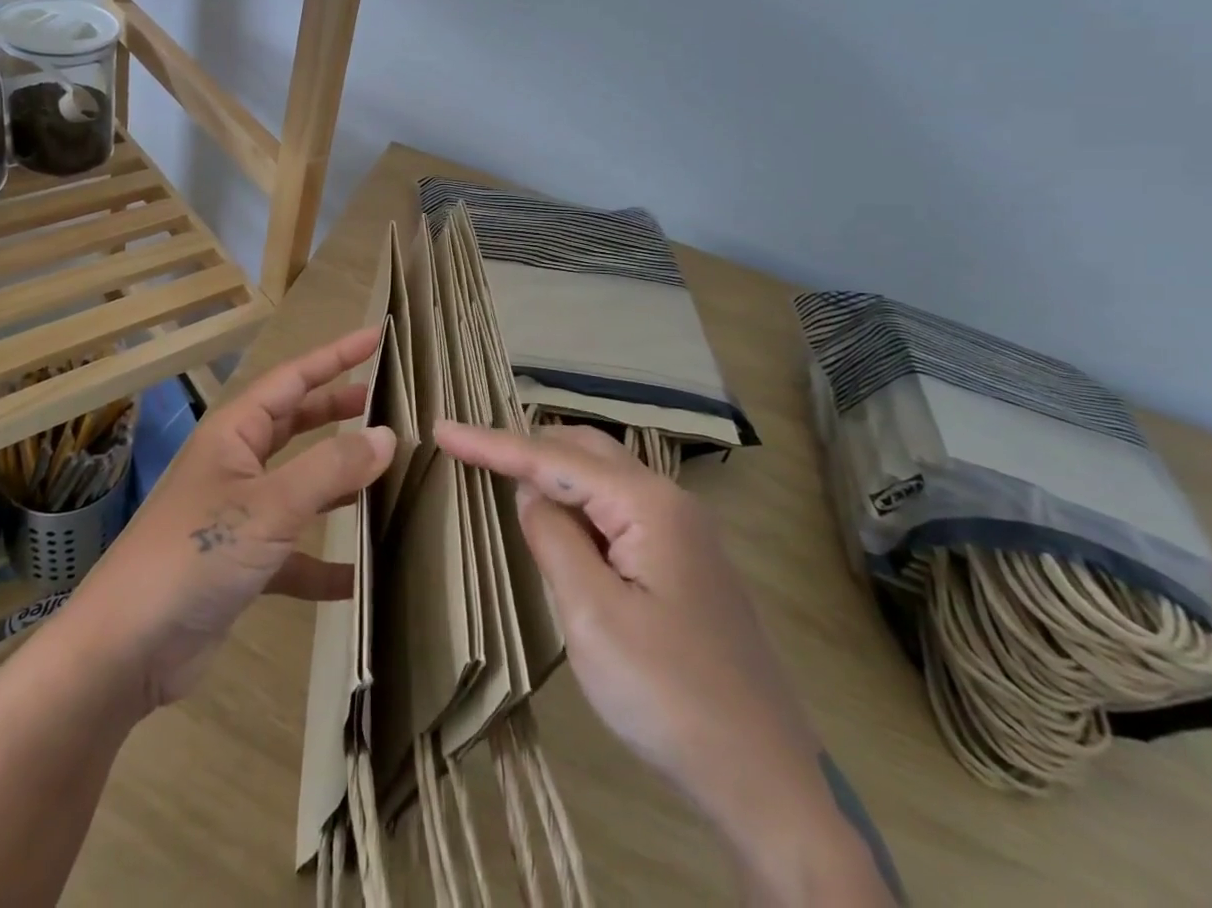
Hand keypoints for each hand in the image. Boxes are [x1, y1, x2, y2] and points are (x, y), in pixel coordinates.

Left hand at [67, 328, 395, 713]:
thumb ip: (330, 468)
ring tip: (387, 475)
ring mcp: (237, 516)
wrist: (126, 648)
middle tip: (386, 403)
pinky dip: (323, 562)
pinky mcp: (241, 565)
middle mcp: (236, 466)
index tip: (376, 338)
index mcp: (235, 434)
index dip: (335, 357)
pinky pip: (293, 554)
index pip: (292, 379)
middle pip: (295, 425)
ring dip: (338, 482)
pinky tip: (361, 578)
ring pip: (299, 486)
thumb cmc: (196, 554)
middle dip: (337, 411)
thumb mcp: (269, 506)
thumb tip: (386, 435)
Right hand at [434, 421, 899, 906]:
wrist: (769, 782)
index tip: (442, 429)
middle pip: (583, 451)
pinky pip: (619, 510)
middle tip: (470, 452)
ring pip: (603, 478)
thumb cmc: (670, 697)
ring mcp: (684, 532)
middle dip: (525, 446)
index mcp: (648, 505)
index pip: (553, 457)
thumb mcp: (592, 617)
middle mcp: (670, 502)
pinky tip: (560, 522)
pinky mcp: (686, 562)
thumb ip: (554, 539)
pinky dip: (578, 504)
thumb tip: (531, 493)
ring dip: (552, 472)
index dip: (492, 443)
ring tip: (502, 476)